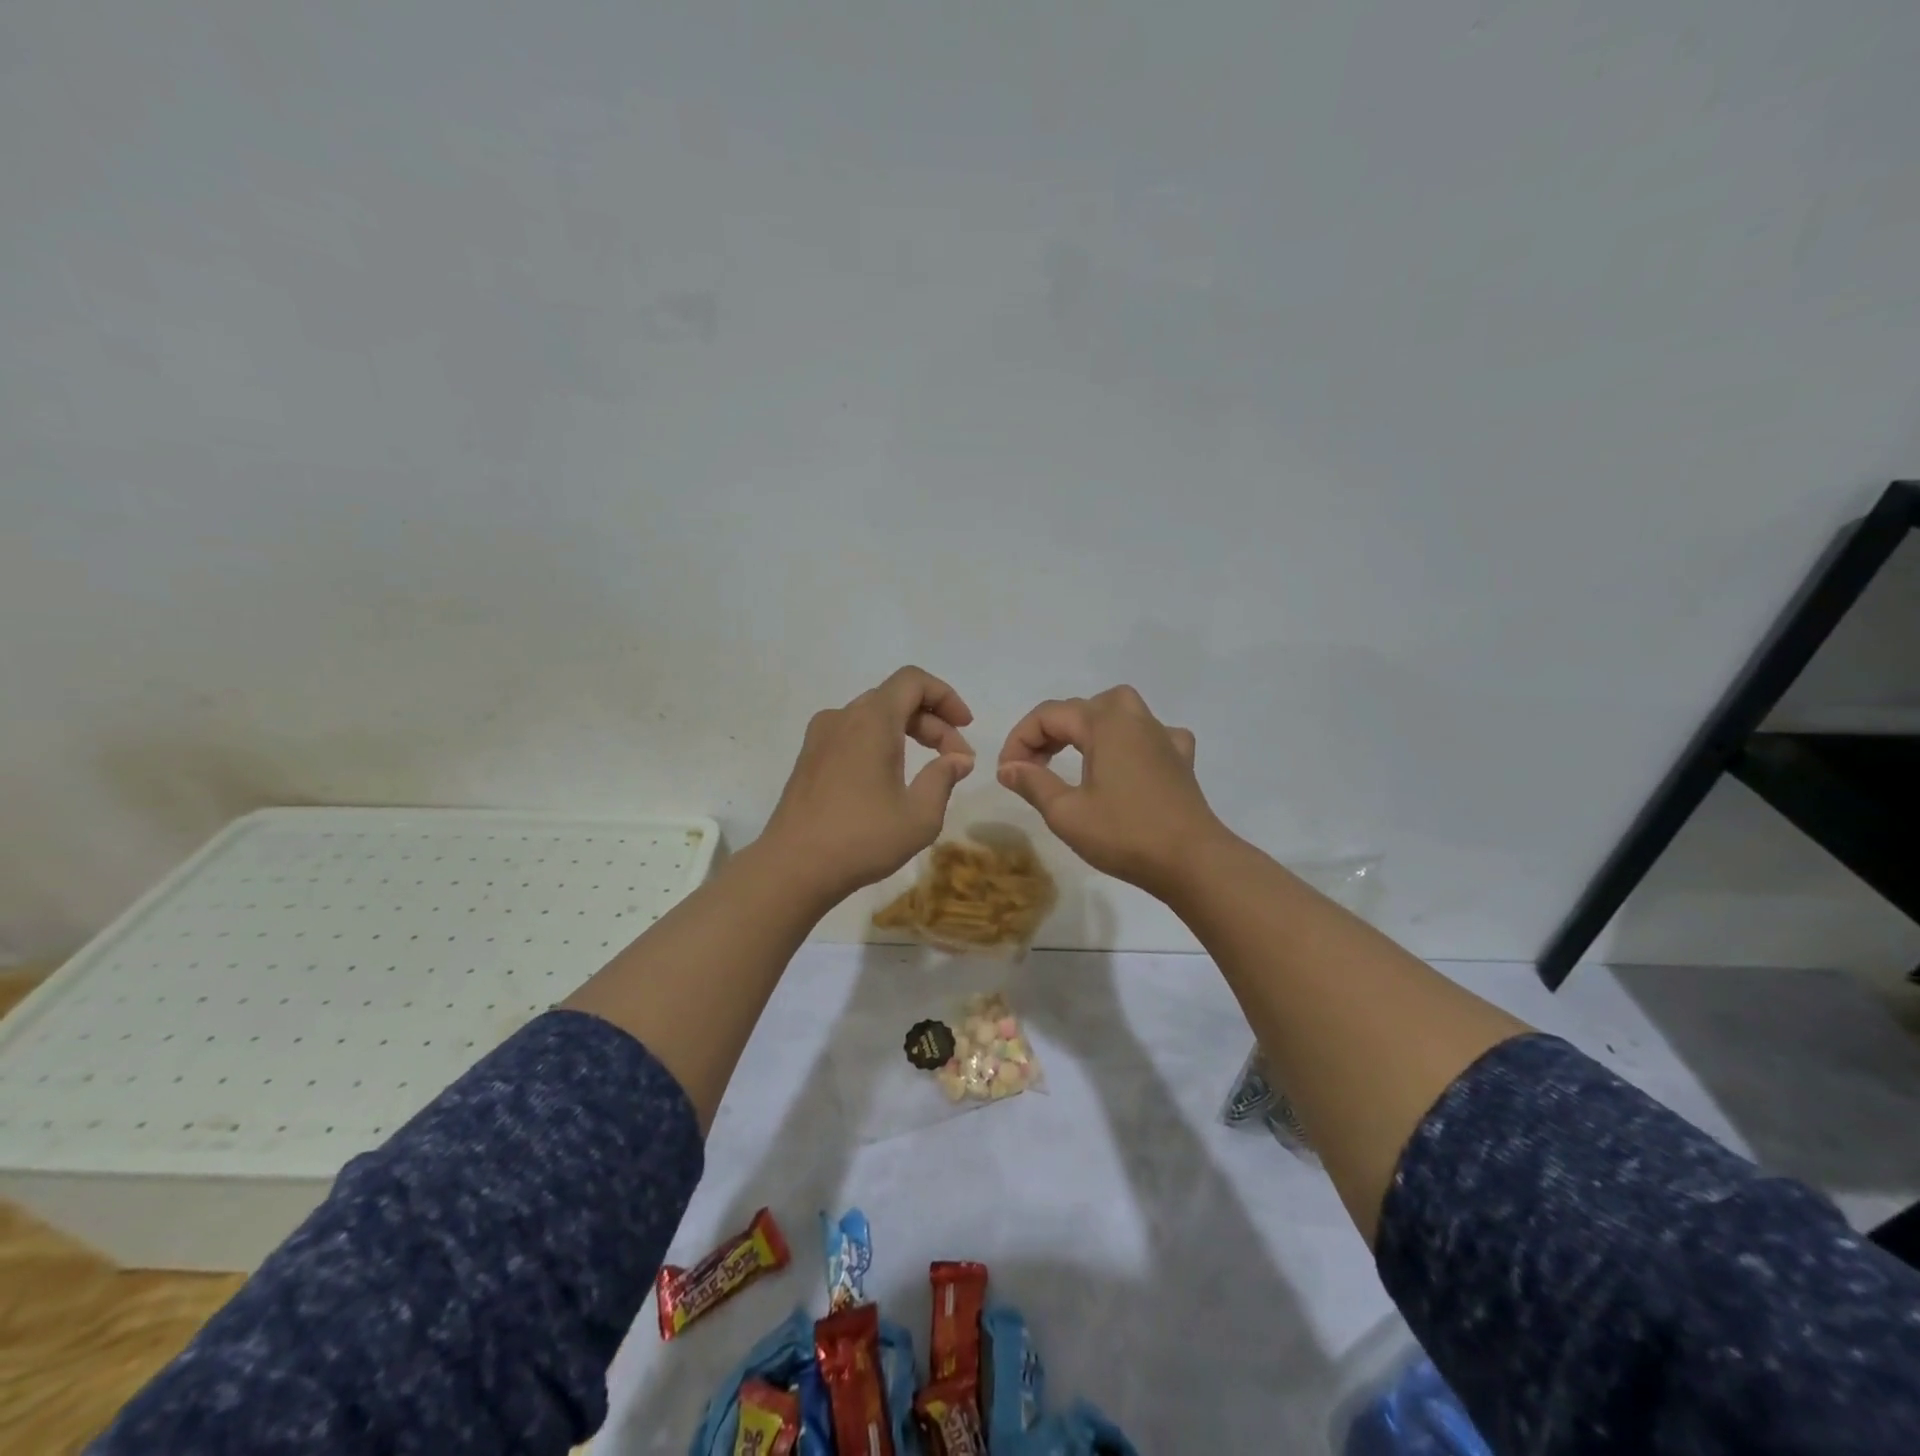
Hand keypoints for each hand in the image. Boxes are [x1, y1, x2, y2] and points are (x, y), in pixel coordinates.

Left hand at [759, 666, 975, 901]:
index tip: (965, 727)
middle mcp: (843, 717)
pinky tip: (889, 779)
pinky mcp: (808, 759)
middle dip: (932, 723)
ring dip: (906, 733)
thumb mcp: (919, 815)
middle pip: (895, 699)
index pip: (913, 681)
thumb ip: (944, 778)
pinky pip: (852, 734)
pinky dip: (879, 743)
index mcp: (871, 720)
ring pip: (873, 717)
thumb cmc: (862, 839)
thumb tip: (958, 759)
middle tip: (956, 760)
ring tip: (927, 770)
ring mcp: (820, 737)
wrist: (793, 867)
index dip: (945, 696)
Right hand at [997, 685, 1226, 897]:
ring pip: (1117, 712)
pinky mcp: (1181, 759)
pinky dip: (1130, 742)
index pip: (1048, 716)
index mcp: (1105, 722)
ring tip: (1071, 757)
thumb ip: (1033, 783)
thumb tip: (1008, 767)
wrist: (1192, 861)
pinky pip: (1150, 735)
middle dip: (1049, 732)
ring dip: (1087, 728)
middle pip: (1081, 708)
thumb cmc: (1124, 834)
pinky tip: (1127, 762)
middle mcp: (1135, 718)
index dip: (1019, 740)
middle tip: (1032, 766)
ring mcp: (1163, 736)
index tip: (1006, 774)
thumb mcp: (1066, 813)